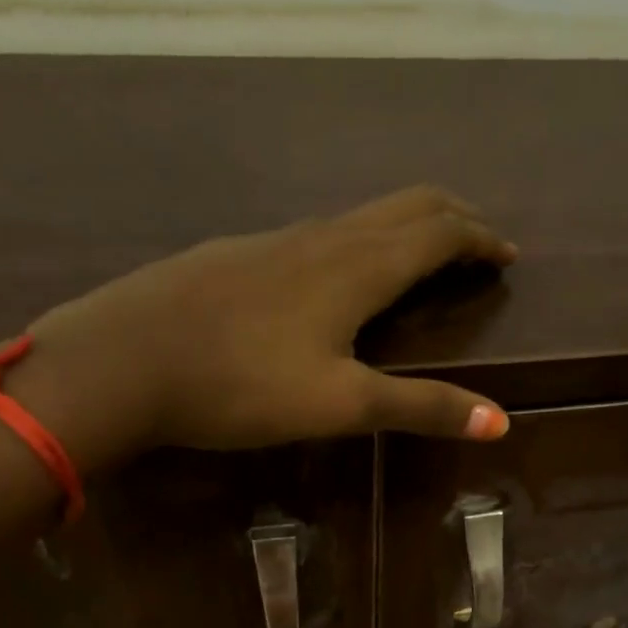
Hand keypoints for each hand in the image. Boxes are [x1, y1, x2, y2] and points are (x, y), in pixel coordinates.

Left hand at [11, 185, 516, 468]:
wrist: (120, 361)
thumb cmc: (240, 384)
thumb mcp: (340, 404)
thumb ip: (420, 408)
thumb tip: (500, 421)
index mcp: (357, 266)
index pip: (438, 232)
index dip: (479, 239)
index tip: (507, 255)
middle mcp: (323, 237)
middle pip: (404, 206)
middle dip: (451, 218)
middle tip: (478, 242)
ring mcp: (275, 240)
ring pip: (360, 216)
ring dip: (404, 227)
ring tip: (421, 257)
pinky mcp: (239, 254)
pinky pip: (320, 232)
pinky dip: (359, 241)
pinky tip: (338, 275)